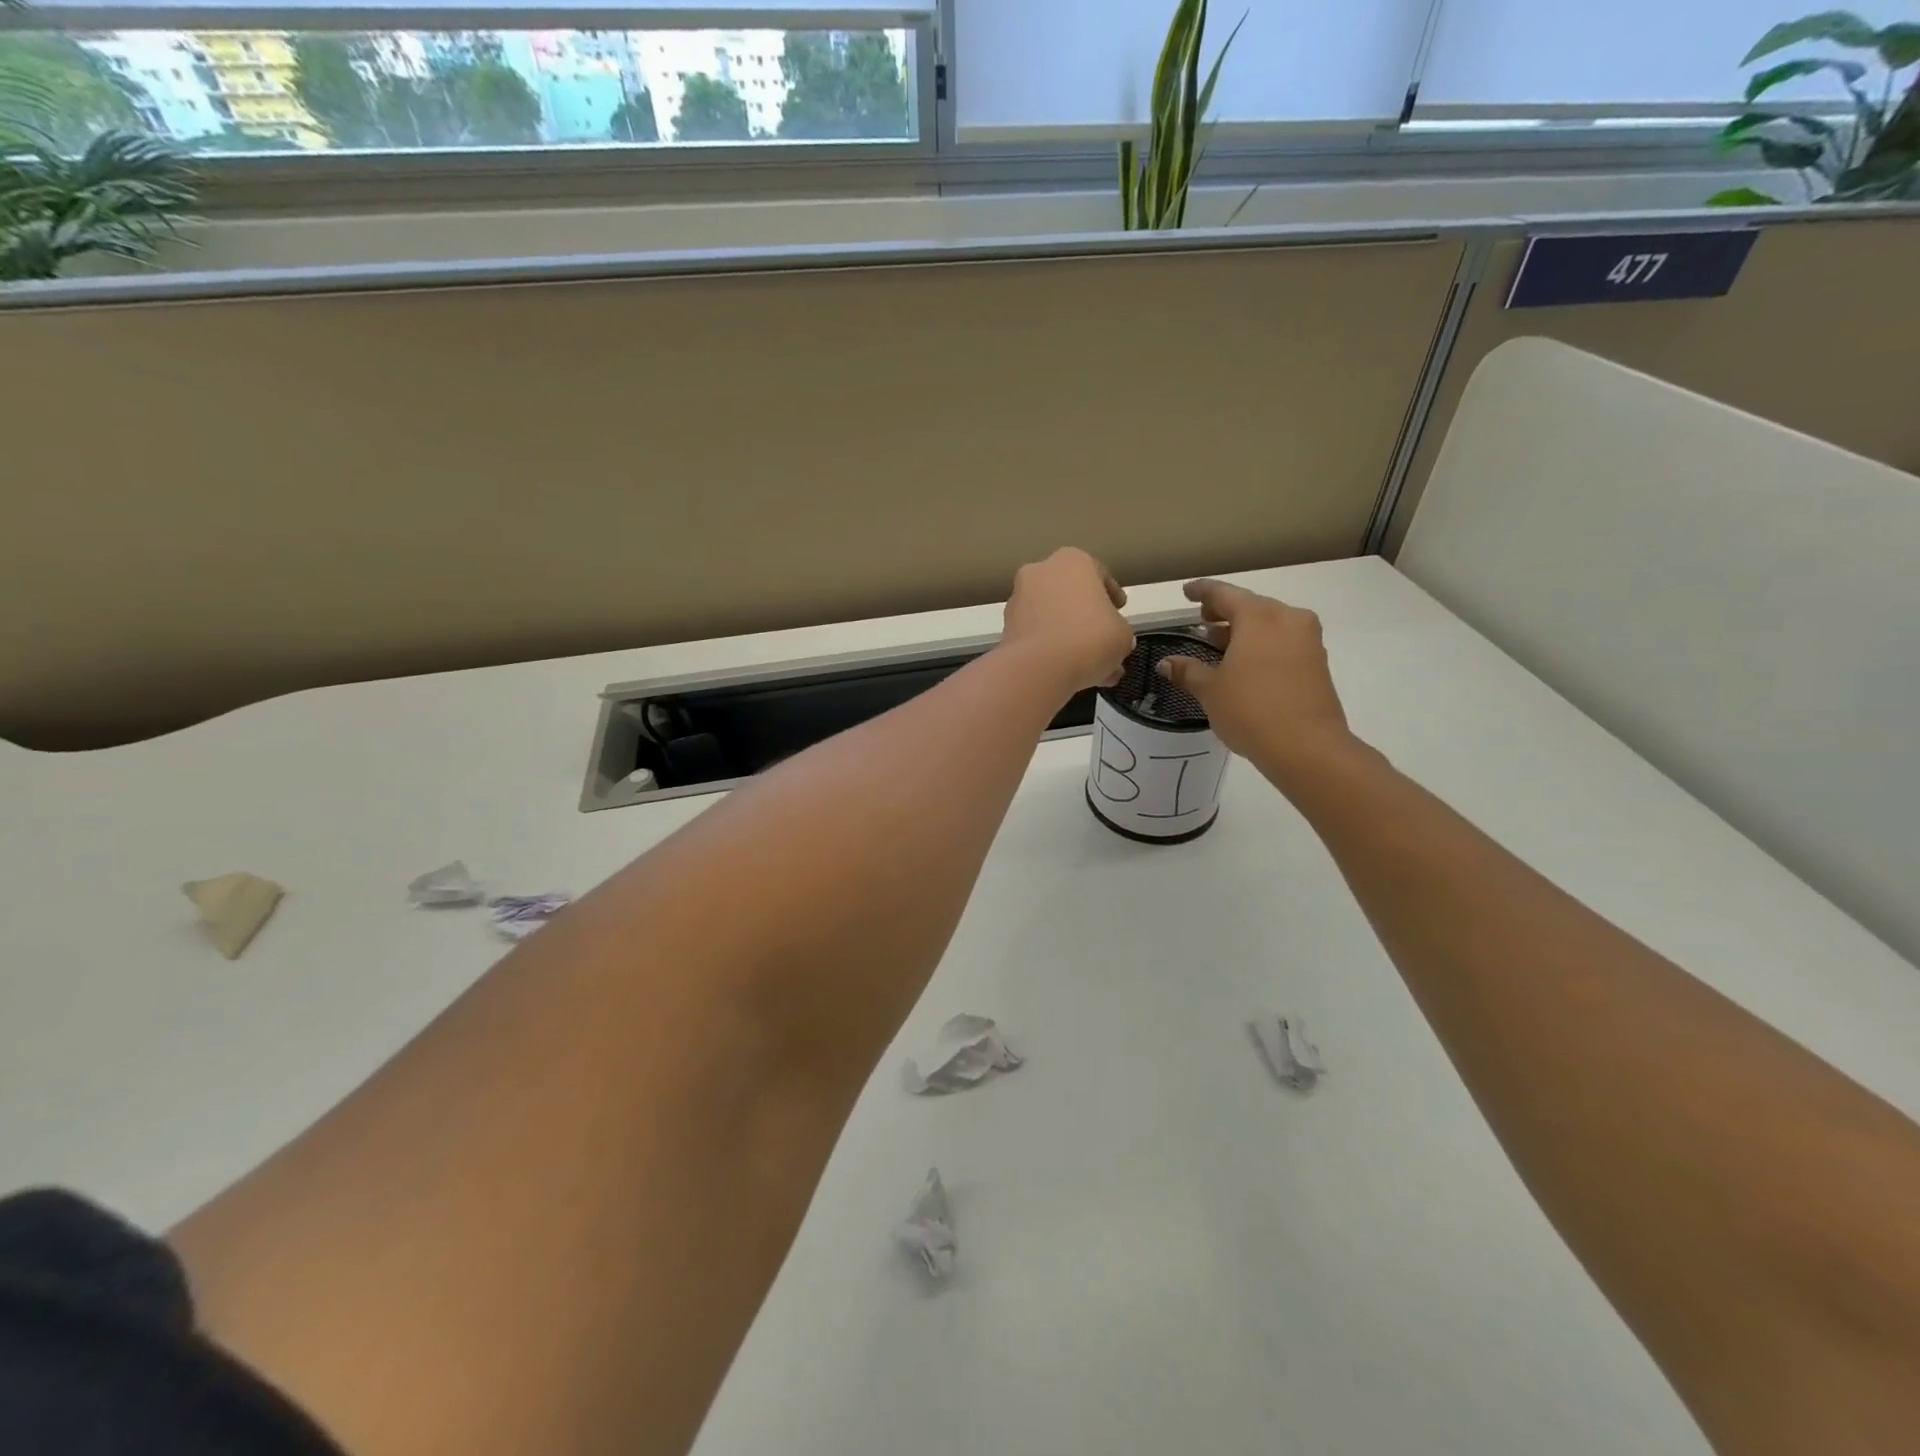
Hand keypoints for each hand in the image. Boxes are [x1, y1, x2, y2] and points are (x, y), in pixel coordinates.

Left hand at [1001, 548, 1133, 694]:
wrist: (1039, 668)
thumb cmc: (1090, 638)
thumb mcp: (1123, 635)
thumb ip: (1120, 631)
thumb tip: (1113, 639)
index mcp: (1072, 560)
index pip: (1099, 575)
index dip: (1112, 596)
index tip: (1119, 611)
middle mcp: (1040, 572)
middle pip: (1071, 595)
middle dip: (1088, 619)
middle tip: (1104, 641)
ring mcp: (1018, 599)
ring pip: (1052, 617)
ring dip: (1070, 637)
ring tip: (1090, 666)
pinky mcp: (1006, 628)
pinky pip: (1037, 636)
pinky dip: (1051, 650)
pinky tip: (1069, 672)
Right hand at [1156, 580, 1358, 784]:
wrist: (1308, 747)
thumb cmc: (1251, 710)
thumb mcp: (1210, 690)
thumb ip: (1188, 671)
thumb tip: (1165, 663)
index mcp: (1259, 617)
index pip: (1224, 594)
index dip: (1202, 591)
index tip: (1187, 592)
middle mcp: (1287, 620)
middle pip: (1251, 606)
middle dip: (1224, 612)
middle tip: (1201, 620)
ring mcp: (1307, 641)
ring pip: (1269, 625)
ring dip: (1243, 630)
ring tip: (1218, 644)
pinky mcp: (1316, 664)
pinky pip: (1283, 642)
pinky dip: (1261, 645)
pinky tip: (1244, 664)